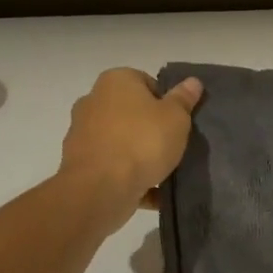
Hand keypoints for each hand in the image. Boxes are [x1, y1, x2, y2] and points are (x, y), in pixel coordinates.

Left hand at [60, 68, 202, 219]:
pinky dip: (128, 177)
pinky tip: (151, 192)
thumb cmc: (142, 141)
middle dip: (150, 128)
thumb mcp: (175, 117)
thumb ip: (183, 99)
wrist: (100, 188)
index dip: (166, 102)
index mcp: (116, 80)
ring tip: (163, 172)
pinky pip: (111, 166)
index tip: (177, 122)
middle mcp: (93, 100)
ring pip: (120, 141)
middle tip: (172, 145)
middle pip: (131, 112)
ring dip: (138, 154)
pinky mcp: (80, 163)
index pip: (147, 83)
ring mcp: (82, 133)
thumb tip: (193, 81)